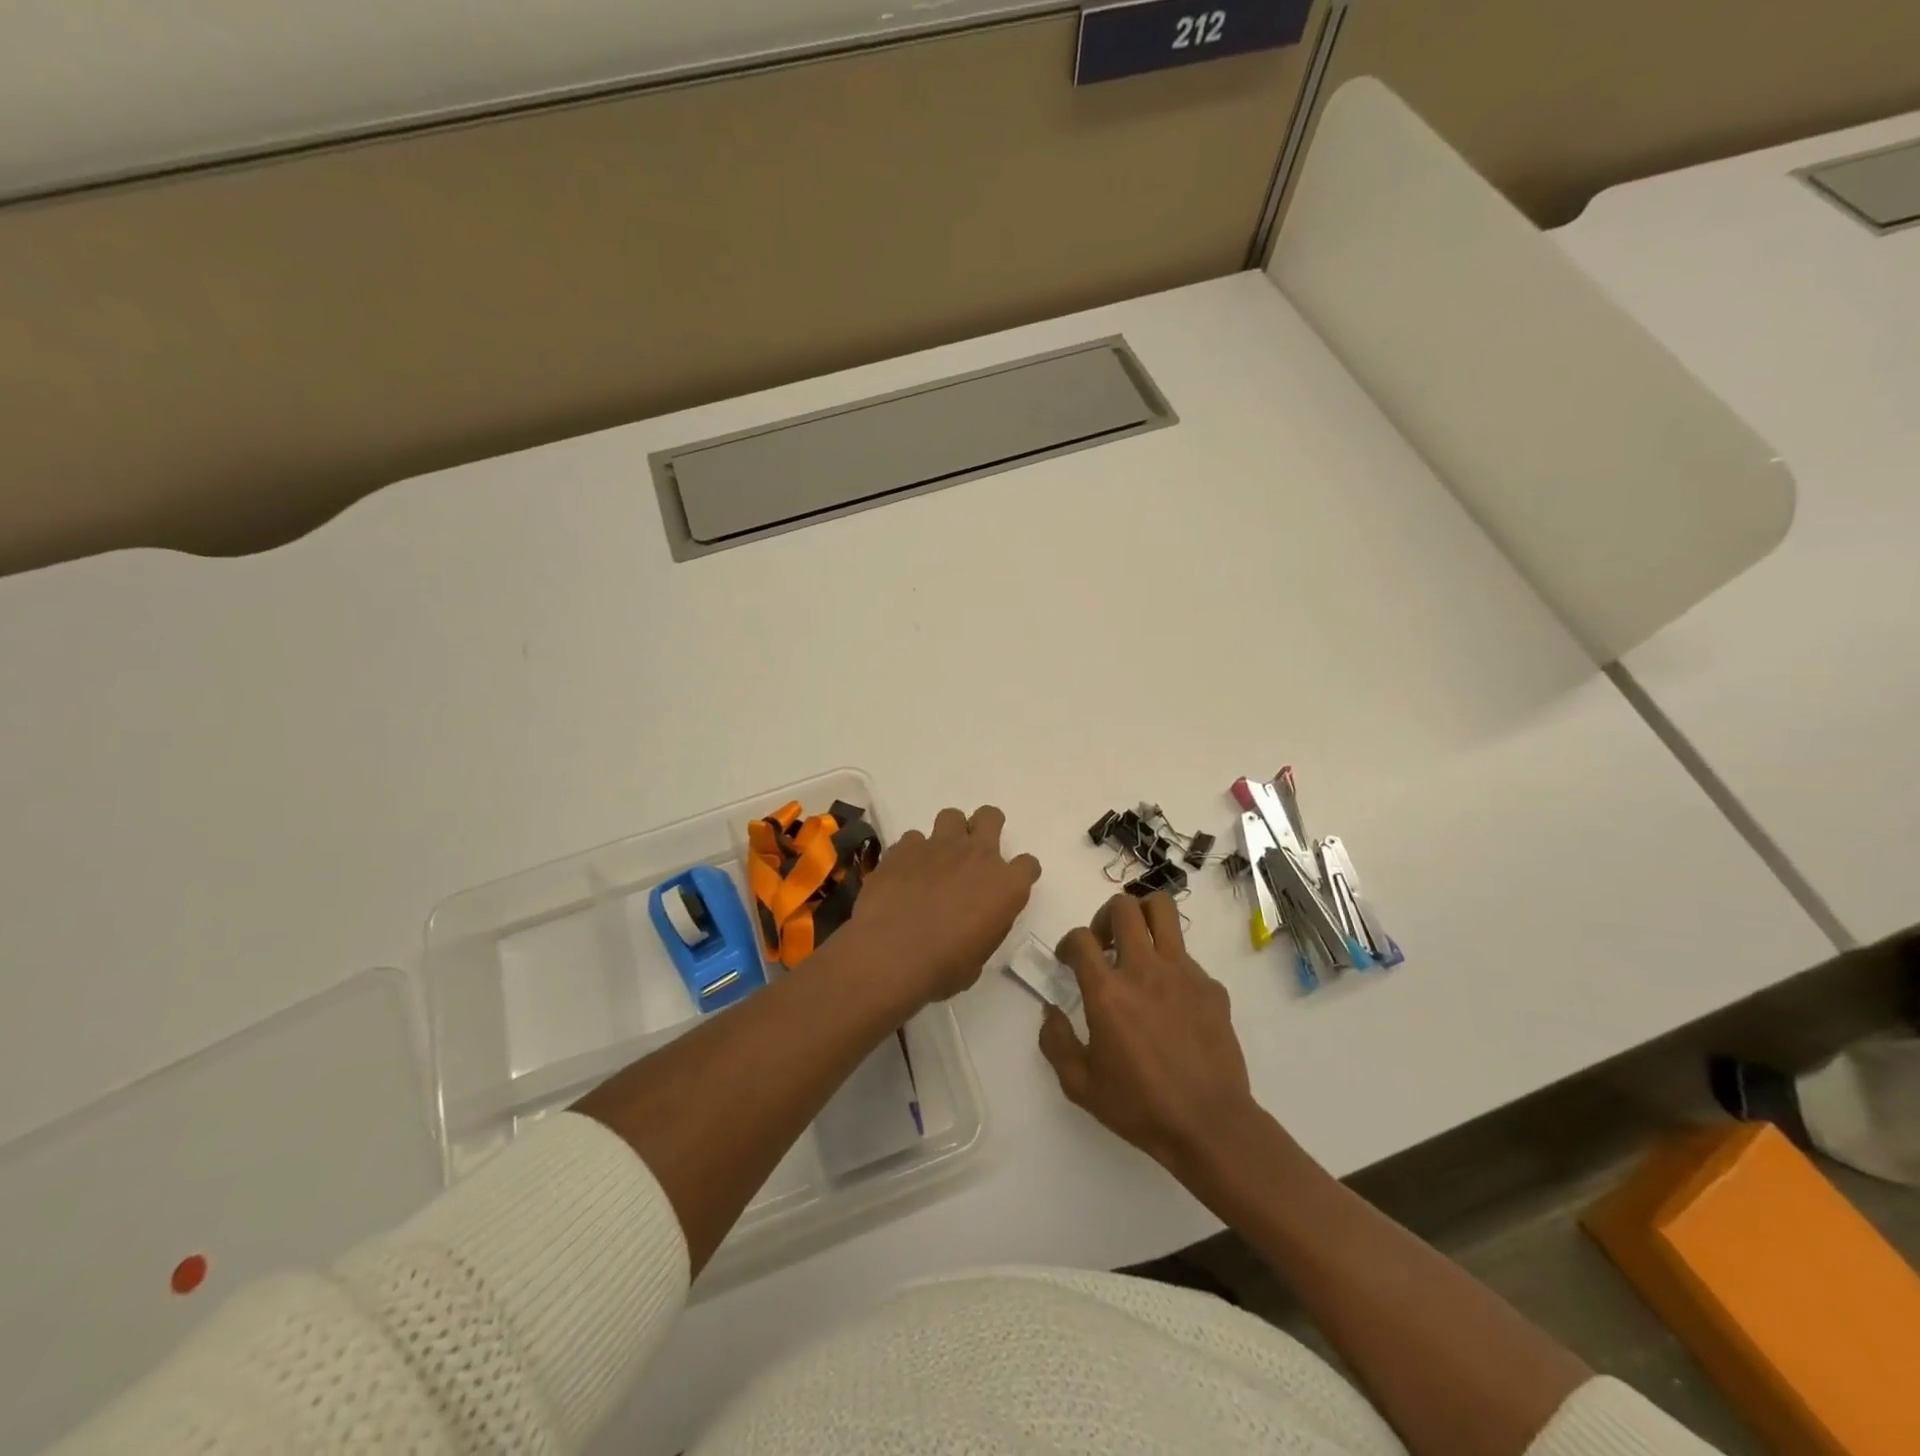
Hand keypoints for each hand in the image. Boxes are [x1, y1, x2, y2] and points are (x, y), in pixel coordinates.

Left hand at [850, 806, 1041, 1003]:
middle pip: (991, 817)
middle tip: (973, 852)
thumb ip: (984, 927)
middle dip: (985, 827)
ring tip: (937, 858)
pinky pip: (913, 839)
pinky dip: (911, 853)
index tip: (1007, 887)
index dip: (1019, 874)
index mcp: (1006, 886)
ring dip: (948, 834)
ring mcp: (939, 846)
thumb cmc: (942, 967)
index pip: (1028, 865)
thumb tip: (974, 922)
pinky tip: (903, 874)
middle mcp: (977, 856)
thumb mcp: (979, 957)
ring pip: (951, 816)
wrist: (890, 954)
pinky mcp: (904, 847)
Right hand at [1039, 892, 1258, 1173]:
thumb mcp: (1080, 1085)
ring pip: (1162, 910)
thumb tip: (1051, 1011)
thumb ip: (1055, 1041)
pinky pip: (1186, 955)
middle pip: (1123, 906)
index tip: (1068, 960)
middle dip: (1104, 916)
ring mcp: (1183, 972)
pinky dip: (1170, 963)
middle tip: (1103, 945)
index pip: (1080, 938)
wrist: (1210, 1125)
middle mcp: (1144, 969)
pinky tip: (1169, 998)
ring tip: (1136, 945)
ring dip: (1142, 917)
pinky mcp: (1211, 985)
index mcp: (1108, 991)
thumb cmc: (1140, 1106)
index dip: (1068, 943)